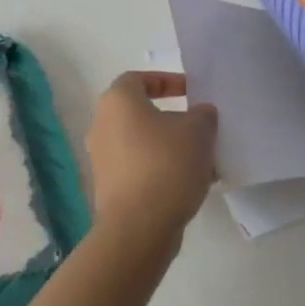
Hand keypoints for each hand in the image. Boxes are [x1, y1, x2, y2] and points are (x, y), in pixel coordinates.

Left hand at [84, 72, 216, 255]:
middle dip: (172, 118)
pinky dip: (160, 170)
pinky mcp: (108, 187)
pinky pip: (138, 168)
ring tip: (201, 159)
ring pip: (141, 143)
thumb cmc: (166, 165)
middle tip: (199, 126)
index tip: (191, 92)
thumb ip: (202, 114)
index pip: (138, 78)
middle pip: (140, 112)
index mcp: (118, 101)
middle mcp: (102, 125)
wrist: (138, 227)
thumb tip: (200, 113)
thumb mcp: (198, 131)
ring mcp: (102, 158)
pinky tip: (189, 184)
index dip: (166, 81)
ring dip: (169, 147)